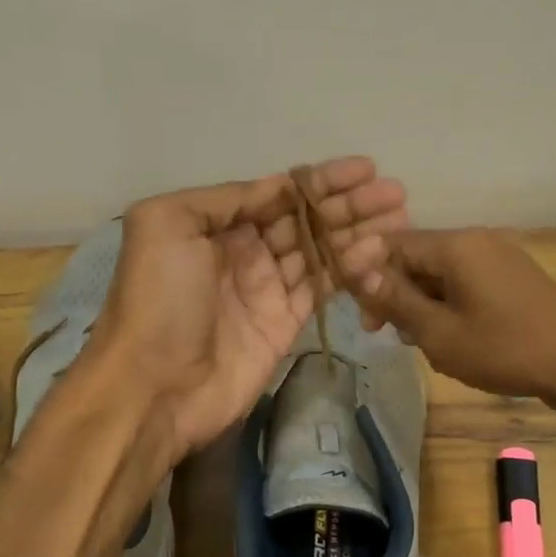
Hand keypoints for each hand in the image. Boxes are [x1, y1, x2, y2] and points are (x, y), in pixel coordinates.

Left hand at [86, 157, 408, 457]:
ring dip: (358, 232)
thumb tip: (279, 186)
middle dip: (349, 204)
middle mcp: (244, 251)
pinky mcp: (285, 323)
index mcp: (215, 224)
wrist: (155, 387)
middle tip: (396, 193)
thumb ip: (226, 198)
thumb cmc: (158, 299)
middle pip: (306, 219)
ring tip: (400, 218)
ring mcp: (267, 289)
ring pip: (321, 251)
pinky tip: (377, 251)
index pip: (278, 193)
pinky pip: (323, 287)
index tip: (365, 169)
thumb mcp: (169, 224)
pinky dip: (350, 269)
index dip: (321, 180)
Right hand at [352, 229, 555, 404]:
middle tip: (384, 332)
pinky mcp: (513, 274)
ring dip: (420, 300)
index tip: (364, 314)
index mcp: (455, 246)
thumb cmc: (501, 347)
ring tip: (418, 339)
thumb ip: (397, 300)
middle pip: (417, 257)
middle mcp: (476, 239)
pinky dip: (447, 301)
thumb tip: (361, 274)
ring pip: (441, 271)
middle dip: (395, 292)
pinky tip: (448, 333)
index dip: (368, 275)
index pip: (393, 245)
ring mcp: (498, 255)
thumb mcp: (439, 332)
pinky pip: (466, 279)